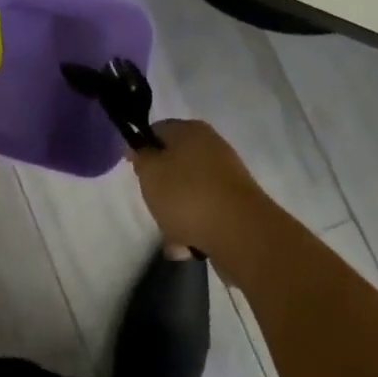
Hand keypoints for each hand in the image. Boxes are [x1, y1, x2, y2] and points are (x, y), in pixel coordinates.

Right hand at [128, 119, 269, 257]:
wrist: (241, 233)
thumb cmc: (187, 195)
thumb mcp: (151, 172)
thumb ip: (141, 157)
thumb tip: (141, 148)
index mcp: (191, 130)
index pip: (157, 130)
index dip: (142, 149)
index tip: (136, 173)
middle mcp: (211, 147)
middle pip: (173, 165)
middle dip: (161, 190)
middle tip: (154, 206)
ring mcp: (227, 177)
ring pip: (188, 193)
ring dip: (176, 215)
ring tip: (174, 236)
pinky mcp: (236, 205)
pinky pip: (206, 213)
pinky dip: (196, 228)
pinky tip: (191, 246)